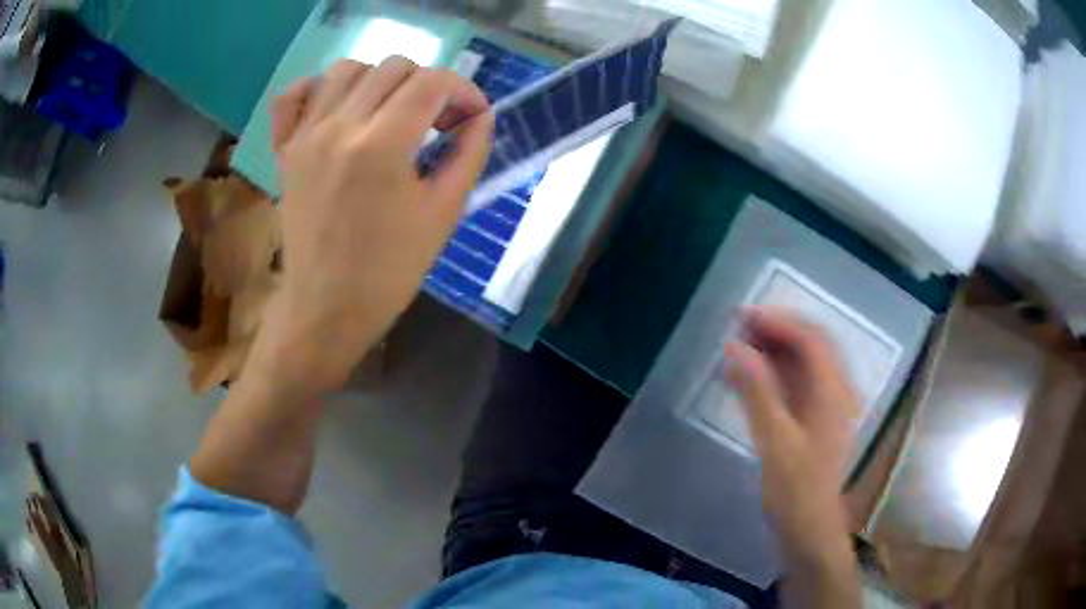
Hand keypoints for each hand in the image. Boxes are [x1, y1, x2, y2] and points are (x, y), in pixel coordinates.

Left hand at [261, 57, 493, 394]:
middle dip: (428, 85)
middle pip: (393, 66)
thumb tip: (480, 117)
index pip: (432, 82)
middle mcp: (339, 127)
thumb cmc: (389, 270)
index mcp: (382, 145)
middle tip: (436, 121)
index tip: (470, 118)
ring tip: (390, 112)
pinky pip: (293, 95)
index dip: (464, 91)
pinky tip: (337, 107)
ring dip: (379, 80)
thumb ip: (469, 153)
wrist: (326, 307)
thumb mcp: (444, 213)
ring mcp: (305, 135)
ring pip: (347, 69)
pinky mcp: (285, 149)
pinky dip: (318, 89)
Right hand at [723, 308, 859, 603]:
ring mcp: (828, 404)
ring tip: (740, 344)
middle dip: (776, 329)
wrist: (810, 529)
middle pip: (811, 344)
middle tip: (738, 326)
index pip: (810, 339)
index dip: (778, 321)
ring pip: (805, 362)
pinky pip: (798, 382)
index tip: (742, 316)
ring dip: (775, 348)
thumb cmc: (796, 490)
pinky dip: (775, 371)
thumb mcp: (775, 441)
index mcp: (833, 391)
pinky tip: (750, 376)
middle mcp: (836, 390)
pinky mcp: (816, 418)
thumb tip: (735, 347)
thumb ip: (757, 392)